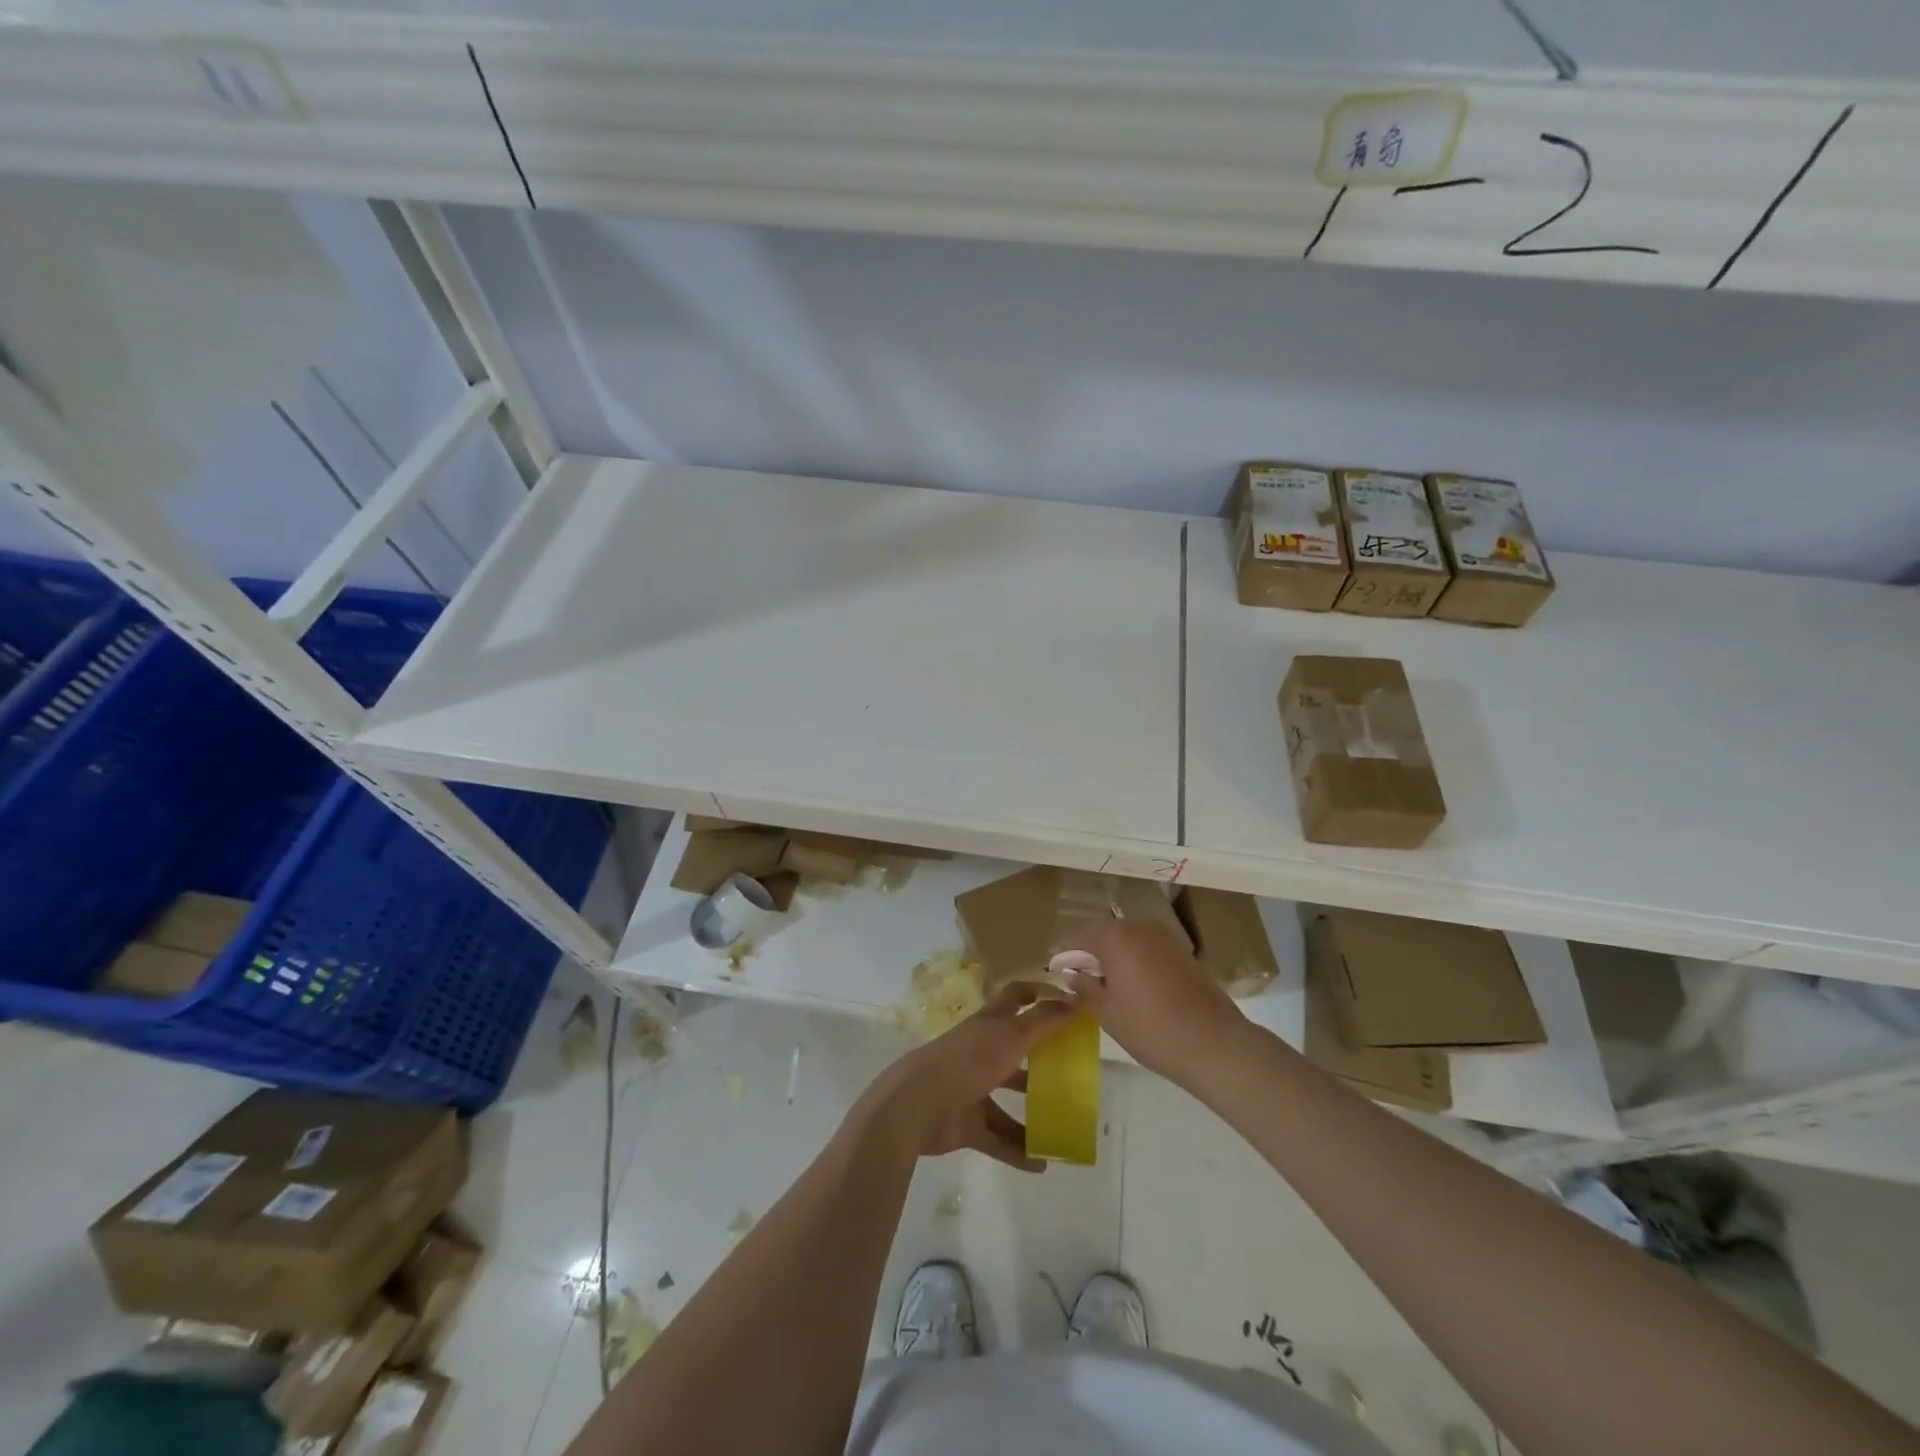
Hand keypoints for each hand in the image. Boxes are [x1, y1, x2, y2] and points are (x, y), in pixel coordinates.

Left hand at [852, 983, 1079, 1171]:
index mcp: (989, 1024)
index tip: (1067, 1004)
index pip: (1015, 997)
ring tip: (1064, 1125)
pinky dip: (1018, 1150)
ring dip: (1033, 1111)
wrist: (918, 1105)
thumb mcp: (1011, 1036)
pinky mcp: (967, 1123)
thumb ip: (1044, 1021)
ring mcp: (972, 1088)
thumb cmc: (968, 1060)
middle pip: (1015, 1050)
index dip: (1038, 994)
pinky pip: (998, 1138)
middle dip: (1041, 1058)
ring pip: (1007, 1097)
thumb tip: (1076, 1003)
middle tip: (1073, 1069)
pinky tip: (1042, 1164)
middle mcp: (981, 1052)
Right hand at [1058, 920, 1246, 1085]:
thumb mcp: (1107, 1012)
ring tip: (1107, 985)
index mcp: (1115, 937)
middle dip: (1090, 953)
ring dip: (1114, 956)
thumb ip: (1085, 988)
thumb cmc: (1151, 1028)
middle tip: (1080, 979)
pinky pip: (1148, 949)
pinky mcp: (1183, 953)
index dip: (1065, 955)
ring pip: (1128, 941)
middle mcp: (1139, 928)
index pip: (1079, 937)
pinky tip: (1134, 987)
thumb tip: (1072, 974)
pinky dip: (1135, 961)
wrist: (1214, 1044)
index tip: (1056, 972)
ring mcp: (1165, 938)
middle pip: (1105, 934)